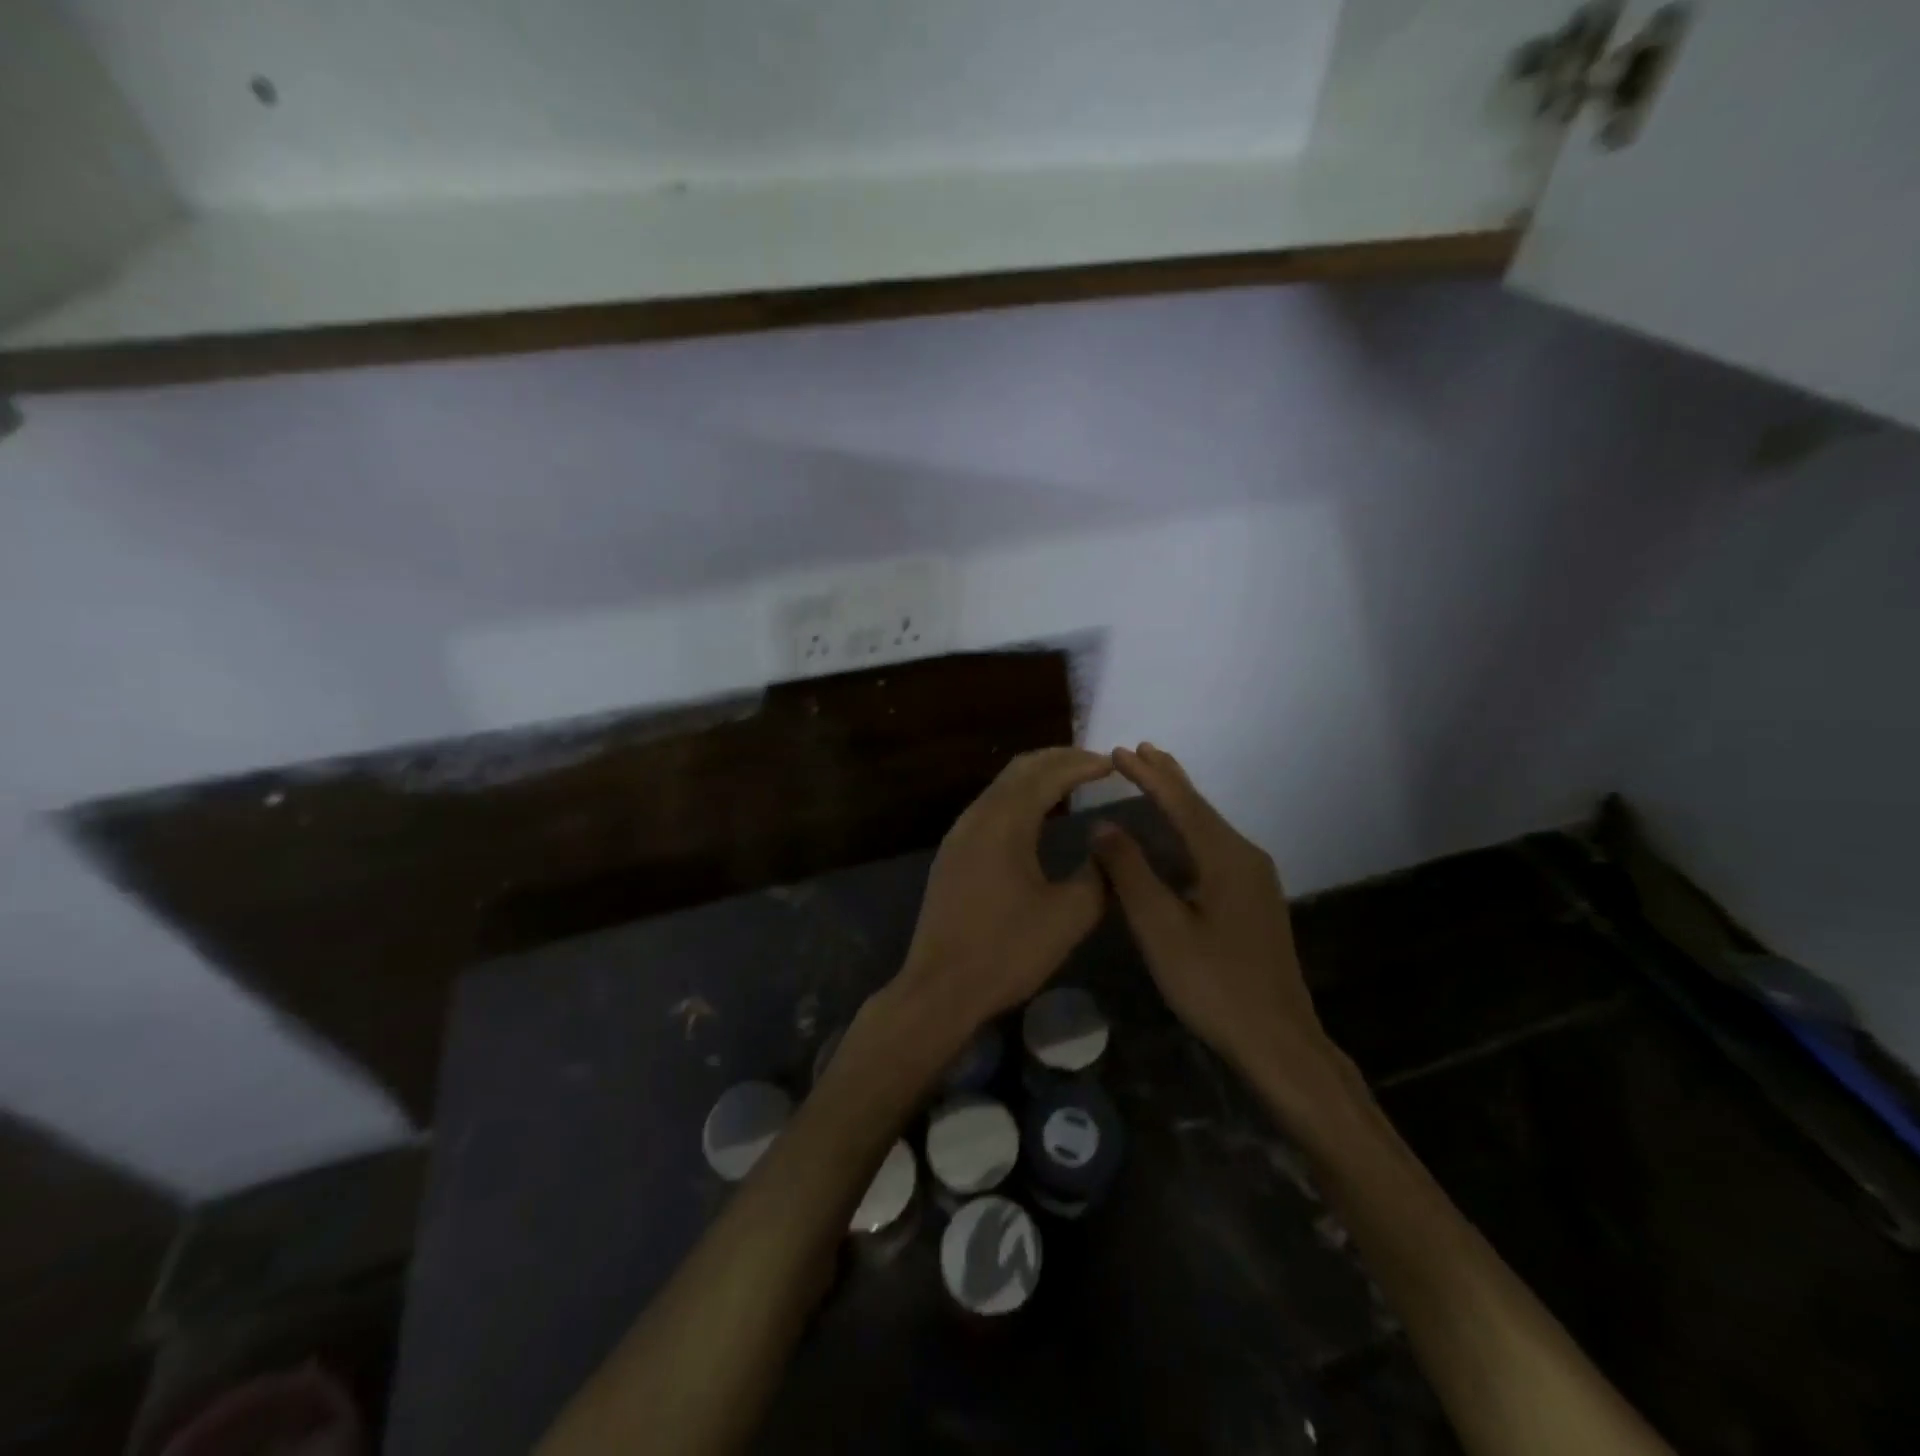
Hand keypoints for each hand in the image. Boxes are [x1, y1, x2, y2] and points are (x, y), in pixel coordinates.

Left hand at [889, 747, 1112, 1041]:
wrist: (940, 987)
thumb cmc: (1006, 951)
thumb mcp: (1068, 917)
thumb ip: (1097, 875)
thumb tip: (1107, 846)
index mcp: (1005, 822)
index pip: (1048, 775)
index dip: (1082, 764)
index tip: (1113, 764)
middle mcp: (977, 817)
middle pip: (1019, 770)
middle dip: (1058, 760)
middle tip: (1094, 764)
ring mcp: (959, 834)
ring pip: (1001, 787)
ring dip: (1036, 777)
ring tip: (1070, 782)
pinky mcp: (952, 854)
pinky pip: (989, 808)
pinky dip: (1018, 798)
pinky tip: (1035, 817)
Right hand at [1091, 744, 1346, 1104]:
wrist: (1277, 1040)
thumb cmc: (1213, 983)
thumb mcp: (1160, 928)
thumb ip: (1130, 872)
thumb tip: (1104, 826)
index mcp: (1226, 857)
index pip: (1181, 803)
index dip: (1148, 776)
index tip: (1119, 751)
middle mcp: (1246, 857)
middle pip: (1200, 808)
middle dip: (1168, 778)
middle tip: (1140, 751)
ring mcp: (1256, 880)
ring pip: (1209, 828)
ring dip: (1179, 802)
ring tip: (1155, 779)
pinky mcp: (1255, 901)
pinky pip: (1216, 848)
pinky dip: (1190, 829)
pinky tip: (1178, 838)